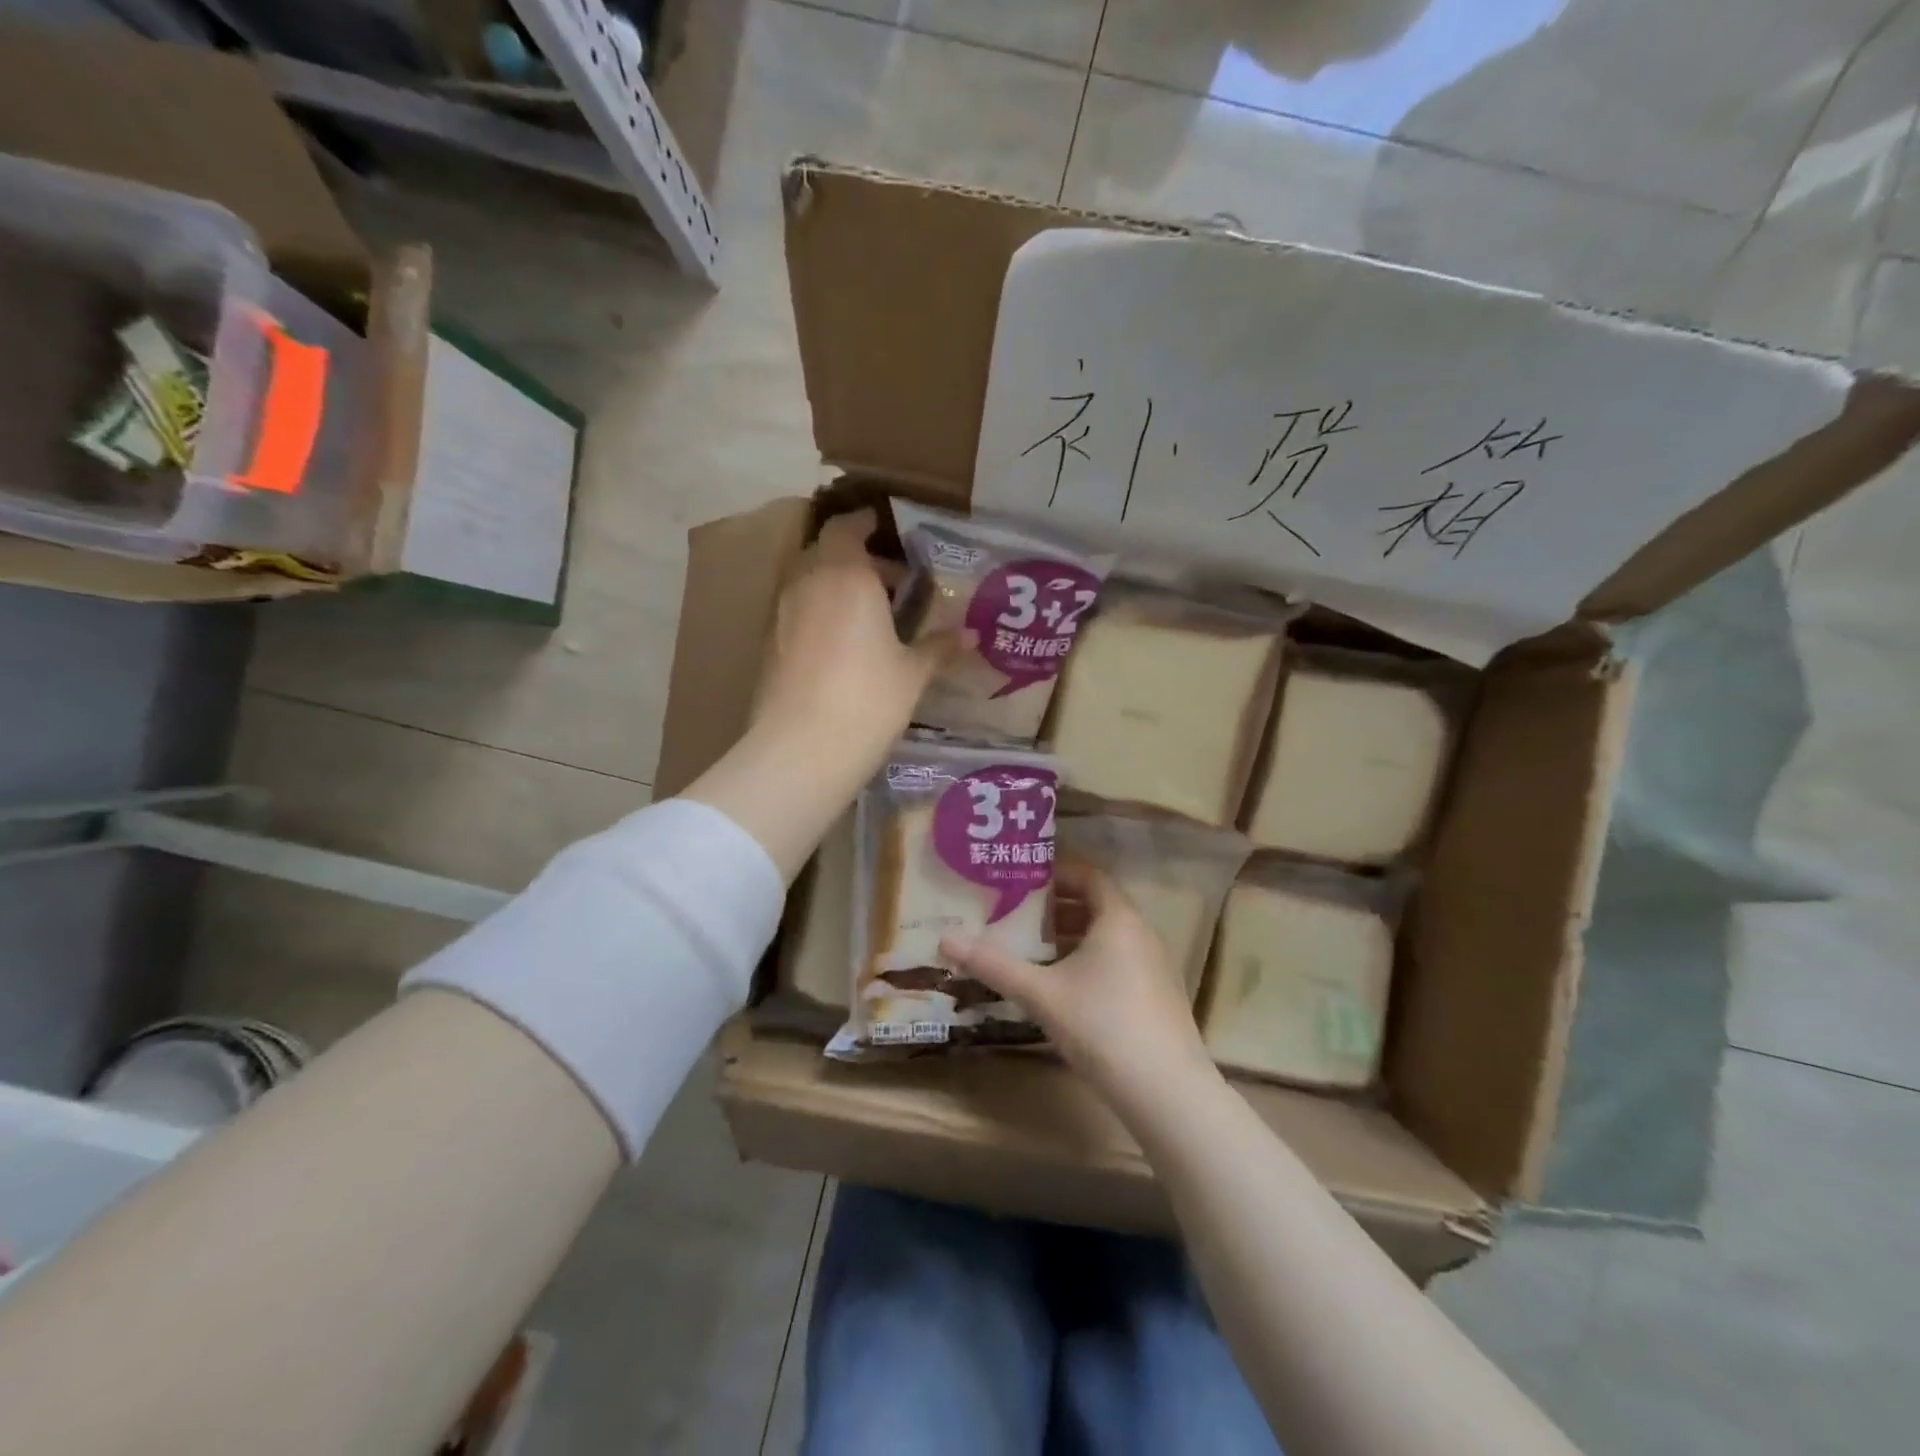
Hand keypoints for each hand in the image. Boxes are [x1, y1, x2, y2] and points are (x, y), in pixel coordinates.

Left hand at [754, 507, 958, 760]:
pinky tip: (842, 648)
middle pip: (827, 553)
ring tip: (870, 618)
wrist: (801, 748)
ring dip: (836, 588)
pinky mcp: (769, 644)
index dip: (864, 524)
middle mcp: (808, 583)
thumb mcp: (912, 673)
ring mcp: (782, 613)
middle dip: (857, 560)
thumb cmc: (868, 699)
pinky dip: (819, 615)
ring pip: (810, 583)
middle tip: (891, 584)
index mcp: (846, 575)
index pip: (847, 527)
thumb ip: (938, 647)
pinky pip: (798, 612)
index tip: (884, 529)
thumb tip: (970, 635)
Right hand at [941, 864, 1219, 1113]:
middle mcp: (1142, 934)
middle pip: (1098, 905)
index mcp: (1119, 919)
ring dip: (1073, 936)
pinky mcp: (1158, 997)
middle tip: (1018, 913)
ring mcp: (1155, 967)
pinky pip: (1120, 961)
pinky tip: (1064, 987)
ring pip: (1109, 937)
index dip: (1057, 873)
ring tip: (1034, 949)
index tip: (1022, 879)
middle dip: (1057, 907)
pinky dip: (1090, 961)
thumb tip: (945, 940)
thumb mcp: (1040, 993)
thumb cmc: (1101, 1025)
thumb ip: (993, 965)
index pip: (1090, 876)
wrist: (1166, 1091)